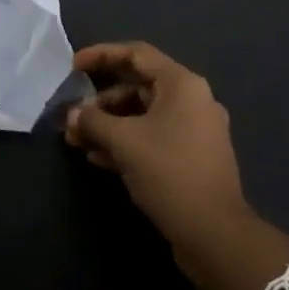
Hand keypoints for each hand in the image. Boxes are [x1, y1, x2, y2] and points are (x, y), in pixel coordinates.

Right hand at [65, 41, 288, 289]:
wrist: (215, 235)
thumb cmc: (170, 173)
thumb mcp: (124, 142)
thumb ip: (93, 121)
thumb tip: (72, 115)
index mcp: (182, 85)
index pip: (136, 54)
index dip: (102, 55)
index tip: (74, 66)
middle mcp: (192, 101)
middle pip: (138, 86)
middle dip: (100, 101)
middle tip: (73, 117)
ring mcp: (194, 132)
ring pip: (143, 116)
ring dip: (109, 125)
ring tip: (77, 141)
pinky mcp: (191, 159)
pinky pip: (152, 138)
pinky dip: (125, 143)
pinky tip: (98, 159)